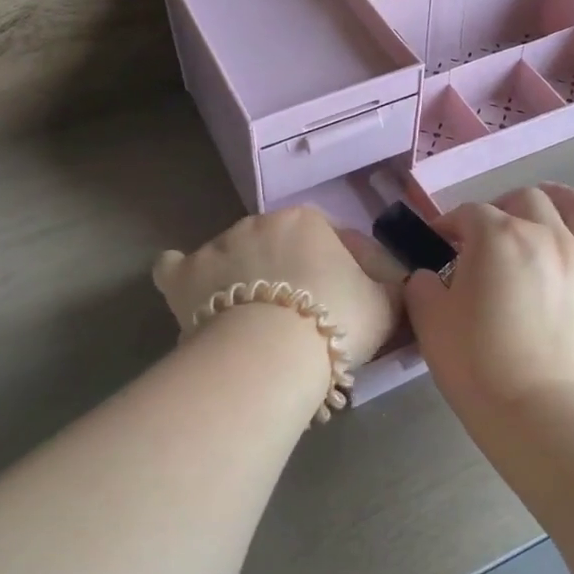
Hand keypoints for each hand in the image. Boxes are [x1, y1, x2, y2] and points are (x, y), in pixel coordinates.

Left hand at [152, 206, 403, 366]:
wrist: (271, 353)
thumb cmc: (334, 320)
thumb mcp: (382, 306)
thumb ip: (390, 289)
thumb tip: (396, 285)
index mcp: (306, 221)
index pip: (326, 238)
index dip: (336, 270)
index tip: (339, 303)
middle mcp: (258, 222)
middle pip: (275, 246)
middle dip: (285, 272)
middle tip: (294, 315)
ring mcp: (217, 244)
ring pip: (230, 255)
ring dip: (240, 277)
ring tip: (248, 319)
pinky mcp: (184, 275)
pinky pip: (176, 268)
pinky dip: (183, 279)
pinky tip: (191, 295)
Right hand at [405, 184, 573, 419]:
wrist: (537, 412)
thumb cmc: (475, 362)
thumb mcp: (429, 318)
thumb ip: (424, 285)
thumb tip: (432, 277)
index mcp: (498, 236)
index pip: (469, 213)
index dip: (449, 223)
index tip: (437, 243)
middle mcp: (546, 236)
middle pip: (526, 199)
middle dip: (501, 206)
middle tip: (486, 232)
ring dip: (564, 199)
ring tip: (550, 202)